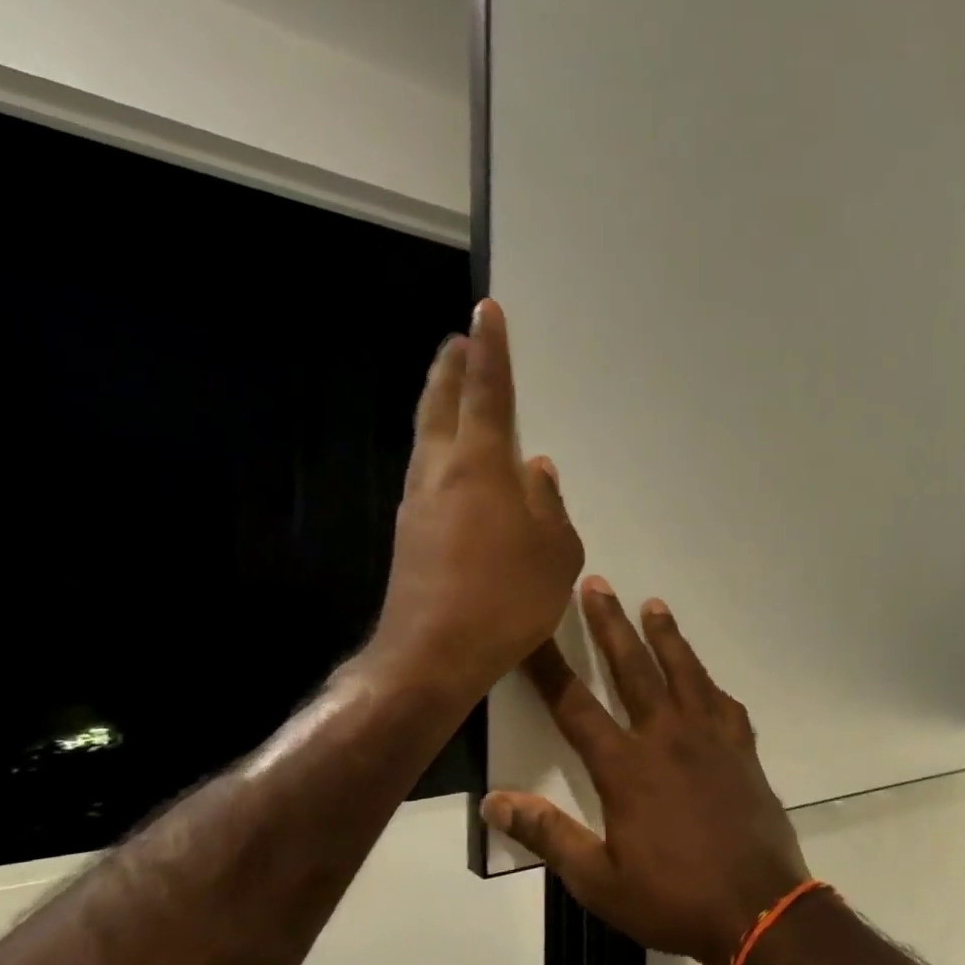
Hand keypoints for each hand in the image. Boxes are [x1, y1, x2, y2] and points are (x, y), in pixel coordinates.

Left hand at [366, 300, 583, 703]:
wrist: (433, 652)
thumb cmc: (507, 598)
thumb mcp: (555, 553)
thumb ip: (549, 506)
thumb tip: (537, 472)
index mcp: (481, 466)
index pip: (487, 393)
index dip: (490, 351)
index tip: (485, 311)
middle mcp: (441, 471)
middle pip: (441, 403)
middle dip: (450, 367)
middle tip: (459, 341)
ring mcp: (418, 501)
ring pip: (427, 435)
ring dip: (439, 403)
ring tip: (453, 388)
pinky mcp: (409, 531)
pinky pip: (427, 469)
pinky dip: (440, 447)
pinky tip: (456, 462)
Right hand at [482, 580, 810, 964]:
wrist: (758, 909)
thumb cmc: (673, 898)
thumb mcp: (598, 881)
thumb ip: (549, 835)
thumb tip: (495, 802)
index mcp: (626, 767)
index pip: (575, 706)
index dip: (548, 668)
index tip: (531, 632)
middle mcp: (667, 738)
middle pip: (633, 669)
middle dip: (609, 625)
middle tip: (596, 585)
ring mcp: (710, 739)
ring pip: (684, 672)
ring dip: (666, 636)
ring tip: (654, 604)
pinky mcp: (743, 750)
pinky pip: (724, 704)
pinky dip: (710, 685)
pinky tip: (706, 679)